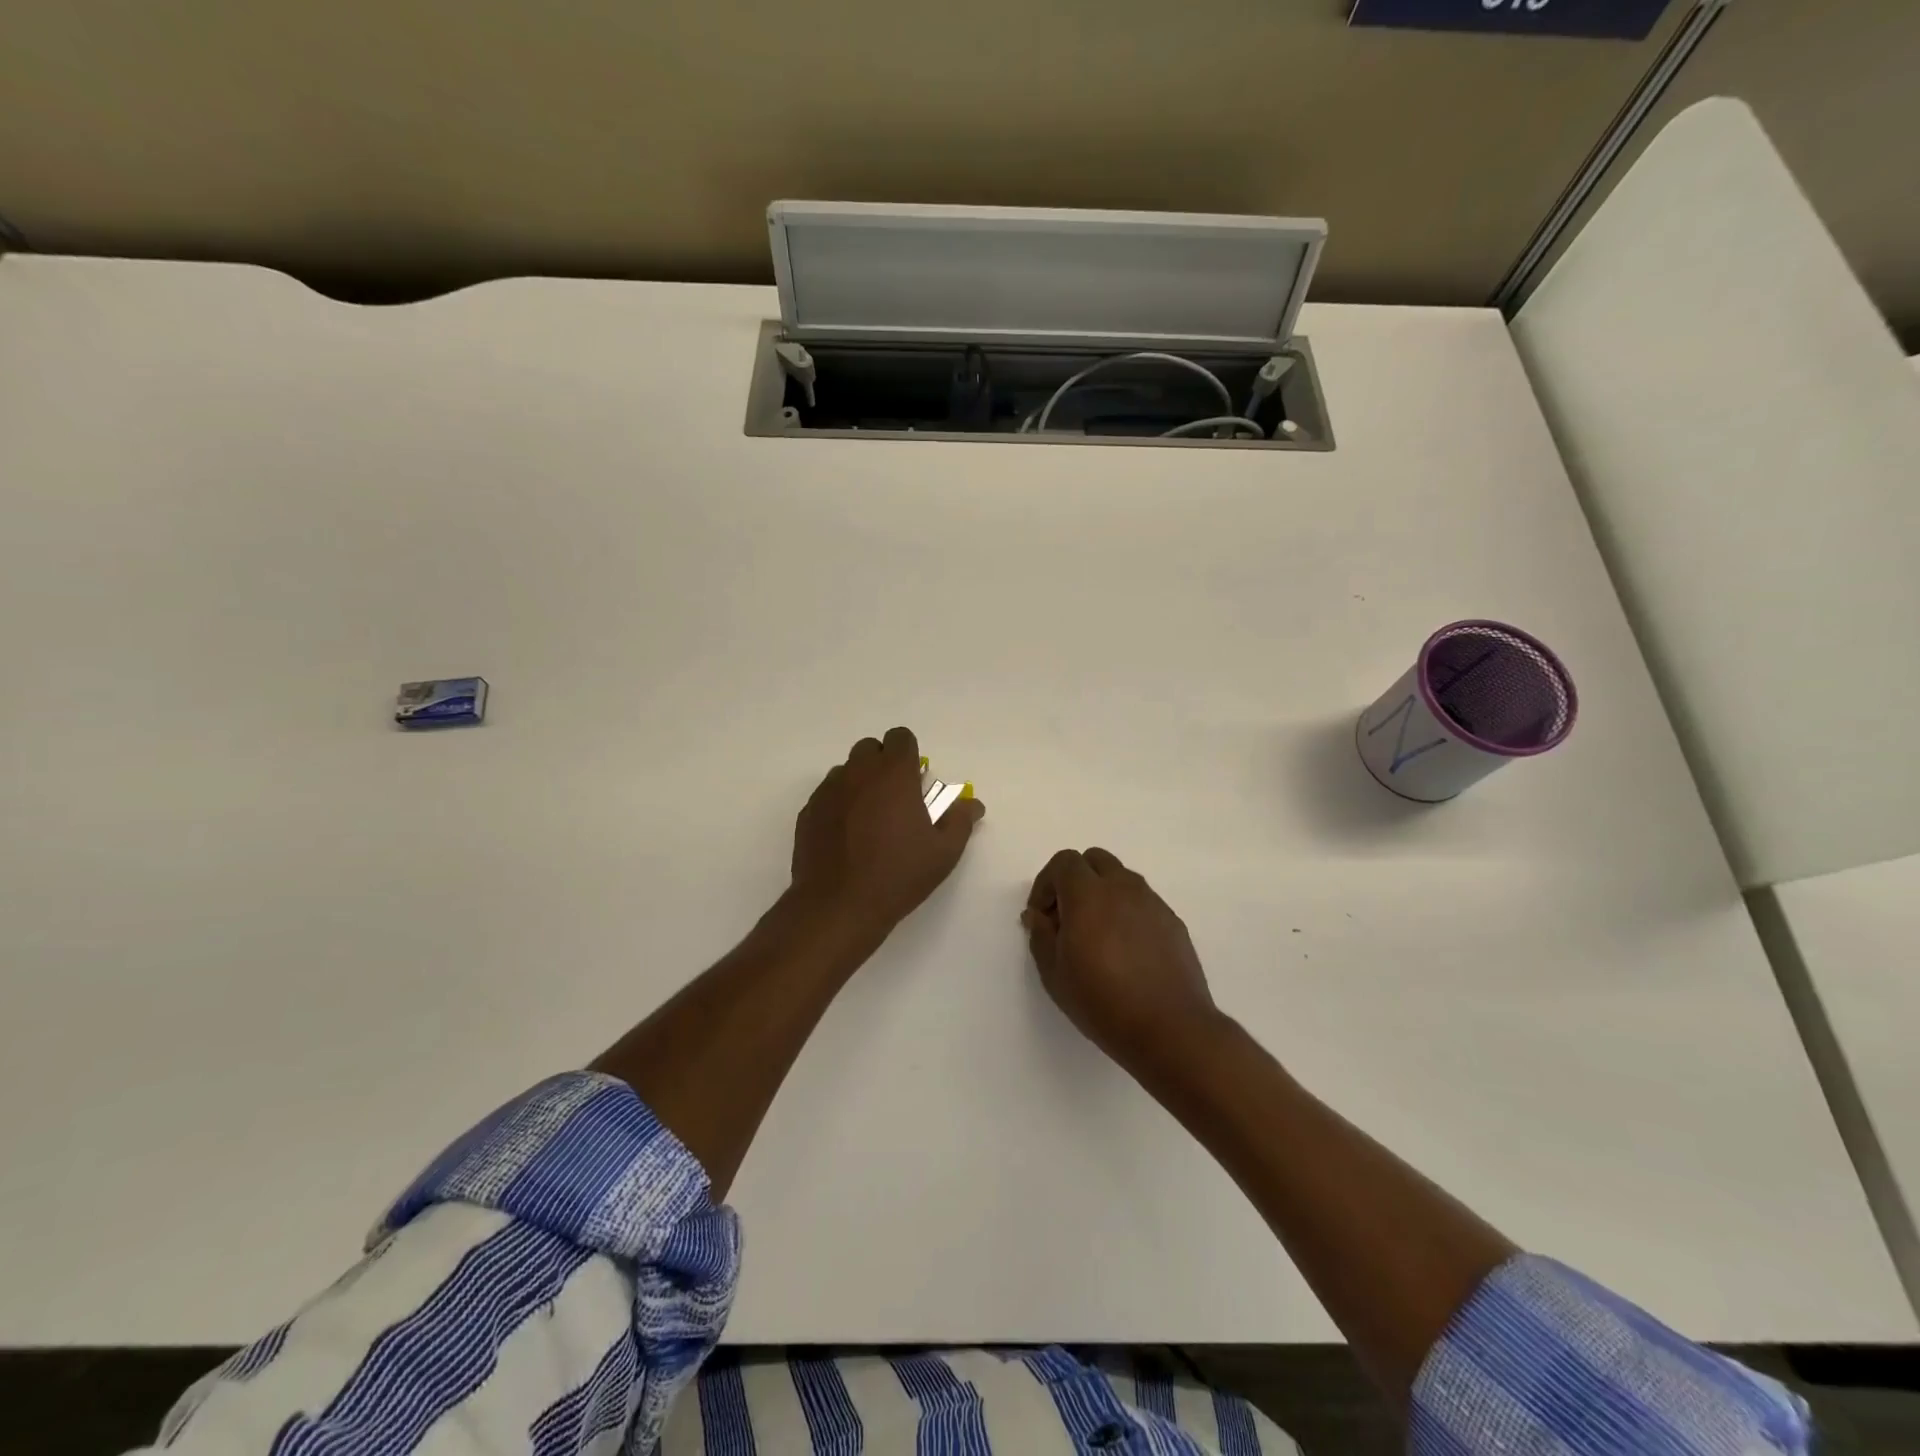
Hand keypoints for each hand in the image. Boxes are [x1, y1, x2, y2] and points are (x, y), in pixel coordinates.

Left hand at [791, 726, 984, 937]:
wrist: (838, 905)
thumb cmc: (898, 875)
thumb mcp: (943, 852)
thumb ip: (960, 820)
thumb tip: (972, 804)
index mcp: (893, 774)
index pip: (900, 738)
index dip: (909, 754)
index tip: (916, 781)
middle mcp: (858, 773)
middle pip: (869, 749)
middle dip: (883, 764)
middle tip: (895, 799)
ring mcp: (828, 791)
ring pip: (846, 771)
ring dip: (860, 783)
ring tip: (870, 820)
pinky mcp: (808, 812)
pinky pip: (827, 795)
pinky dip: (839, 804)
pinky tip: (847, 836)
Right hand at [1023, 847, 1221, 1074]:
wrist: (1170, 1029)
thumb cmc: (1103, 1001)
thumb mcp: (1054, 974)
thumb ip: (1040, 935)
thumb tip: (1036, 915)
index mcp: (1089, 894)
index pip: (1064, 862)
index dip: (1046, 884)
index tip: (1041, 917)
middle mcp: (1123, 888)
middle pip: (1094, 860)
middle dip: (1075, 880)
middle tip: (1066, 918)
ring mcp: (1152, 902)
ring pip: (1121, 878)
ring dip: (1102, 893)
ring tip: (1096, 935)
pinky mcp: (1172, 921)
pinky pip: (1142, 902)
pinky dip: (1126, 911)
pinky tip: (1124, 950)